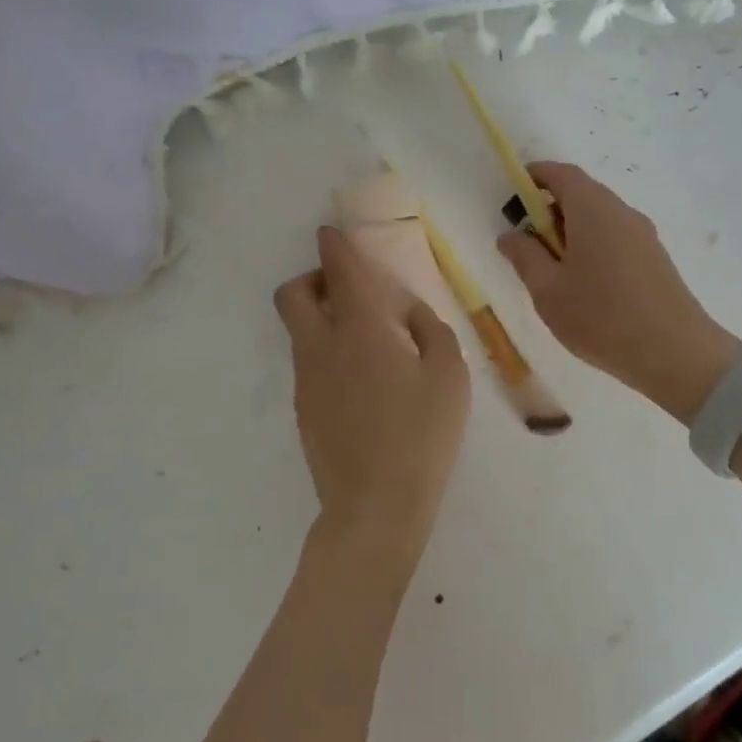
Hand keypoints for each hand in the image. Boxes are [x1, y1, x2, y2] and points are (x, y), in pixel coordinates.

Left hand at [274, 227, 470, 590]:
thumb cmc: (422, 435)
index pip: (339, 271)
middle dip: (312, 278)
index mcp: (360, 329)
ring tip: (368, 342)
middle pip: (292, 294)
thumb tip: (407, 313)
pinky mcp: (304, 410)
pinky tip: (363, 382)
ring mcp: (307, 380)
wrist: (375, 507)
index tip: (332, 234)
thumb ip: (429, 330)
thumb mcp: (448, 375)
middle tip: (346, 290)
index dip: (334, 245)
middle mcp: (322, 346)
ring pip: (299, 330)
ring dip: (321, 317)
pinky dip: (326, 352)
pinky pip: (309, 363)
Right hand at [498, 162, 737, 423]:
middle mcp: (622, 211)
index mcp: (593, 209)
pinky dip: (593, 247)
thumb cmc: (601, 317)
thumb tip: (510, 235)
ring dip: (571, 233)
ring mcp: (644, 235)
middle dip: (550, 211)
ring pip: (599, 219)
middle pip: (581, 194)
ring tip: (553, 273)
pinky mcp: (656, 259)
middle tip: (527, 246)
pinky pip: (616, 238)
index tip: (513, 196)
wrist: (676, 354)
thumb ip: (525, 257)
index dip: (534, 177)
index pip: (561, 174)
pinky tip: (585, 287)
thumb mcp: (548, 290)